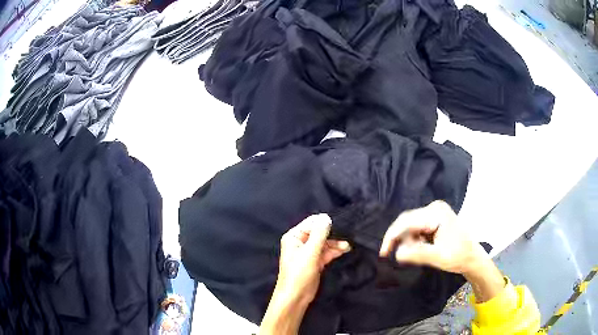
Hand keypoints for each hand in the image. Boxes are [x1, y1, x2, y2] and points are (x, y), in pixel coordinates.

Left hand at [276, 214, 350, 305]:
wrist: (296, 296)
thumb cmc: (299, 273)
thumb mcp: (310, 252)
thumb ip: (319, 234)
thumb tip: (326, 217)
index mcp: (294, 237)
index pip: (311, 223)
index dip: (324, 223)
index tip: (340, 223)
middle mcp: (300, 242)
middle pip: (319, 232)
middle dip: (332, 233)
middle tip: (347, 233)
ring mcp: (308, 252)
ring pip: (324, 243)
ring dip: (335, 243)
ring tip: (348, 245)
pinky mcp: (315, 261)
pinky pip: (326, 252)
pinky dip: (334, 251)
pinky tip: (345, 249)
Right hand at [379, 200, 486, 275]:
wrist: (471, 257)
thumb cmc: (458, 256)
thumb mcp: (439, 257)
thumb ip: (418, 254)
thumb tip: (397, 253)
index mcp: (436, 213)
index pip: (407, 221)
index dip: (392, 236)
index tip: (383, 253)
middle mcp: (433, 208)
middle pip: (407, 221)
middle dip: (399, 240)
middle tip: (392, 255)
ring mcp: (434, 212)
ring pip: (410, 225)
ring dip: (407, 241)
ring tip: (413, 254)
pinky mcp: (433, 219)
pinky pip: (416, 228)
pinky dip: (413, 240)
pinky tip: (418, 248)